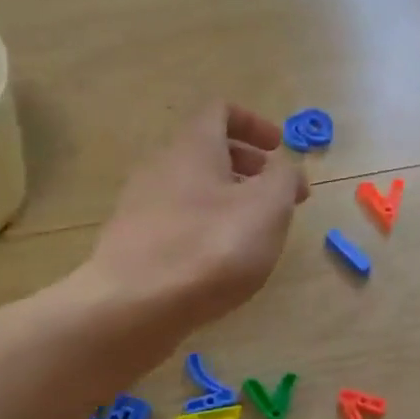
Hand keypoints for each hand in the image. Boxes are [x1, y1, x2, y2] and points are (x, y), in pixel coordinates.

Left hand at [84, 102, 307, 333]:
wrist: (134, 307)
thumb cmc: (211, 247)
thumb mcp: (268, 207)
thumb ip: (284, 178)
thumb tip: (285, 168)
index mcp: (193, 147)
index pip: (220, 111)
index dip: (255, 123)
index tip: (280, 149)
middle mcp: (161, 167)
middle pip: (207, 152)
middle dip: (249, 167)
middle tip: (279, 196)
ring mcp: (141, 206)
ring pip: (193, 189)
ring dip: (229, 200)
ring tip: (255, 233)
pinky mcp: (134, 243)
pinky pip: (178, 221)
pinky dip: (207, 228)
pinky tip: (221, 262)